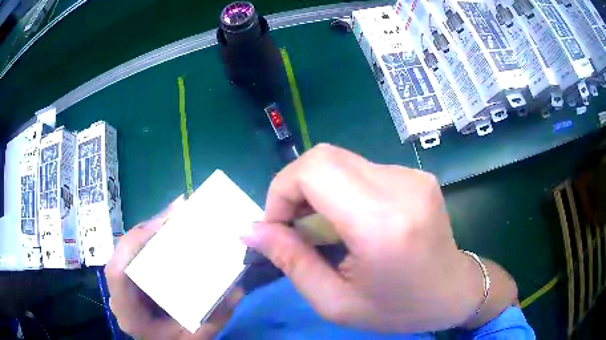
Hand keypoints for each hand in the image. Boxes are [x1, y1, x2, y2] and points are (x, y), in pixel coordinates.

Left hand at [105, 197, 243, 338]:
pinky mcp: (127, 281)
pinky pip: (133, 254)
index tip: (166, 223)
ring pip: (127, 250)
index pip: (119, 272)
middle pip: (122, 253)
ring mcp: (120, 287)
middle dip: (147, 229)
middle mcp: (118, 295)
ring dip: (148, 232)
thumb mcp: (197, 338)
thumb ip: (216, 318)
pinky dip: (148, 241)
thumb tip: (237, 287)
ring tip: (173, 218)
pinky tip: (165, 234)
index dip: (136, 242)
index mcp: (129, 313)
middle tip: (176, 212)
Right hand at [242, 144, 516, 331]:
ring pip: (341, 161)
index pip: (314, 170)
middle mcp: (401, 187)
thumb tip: (251, 229)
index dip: (282, 190)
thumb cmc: (398, 308)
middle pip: (324, 157)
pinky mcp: (416, 175)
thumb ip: (291, 261)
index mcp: (382, 223)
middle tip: (295, 227)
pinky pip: (363, 170)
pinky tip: (352, 220)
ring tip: (324, 229)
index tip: (277, 226)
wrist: (454, 292)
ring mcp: (412, 176)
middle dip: (295, 188)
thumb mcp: (335, 302)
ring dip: (319, 190)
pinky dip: (343, 190)